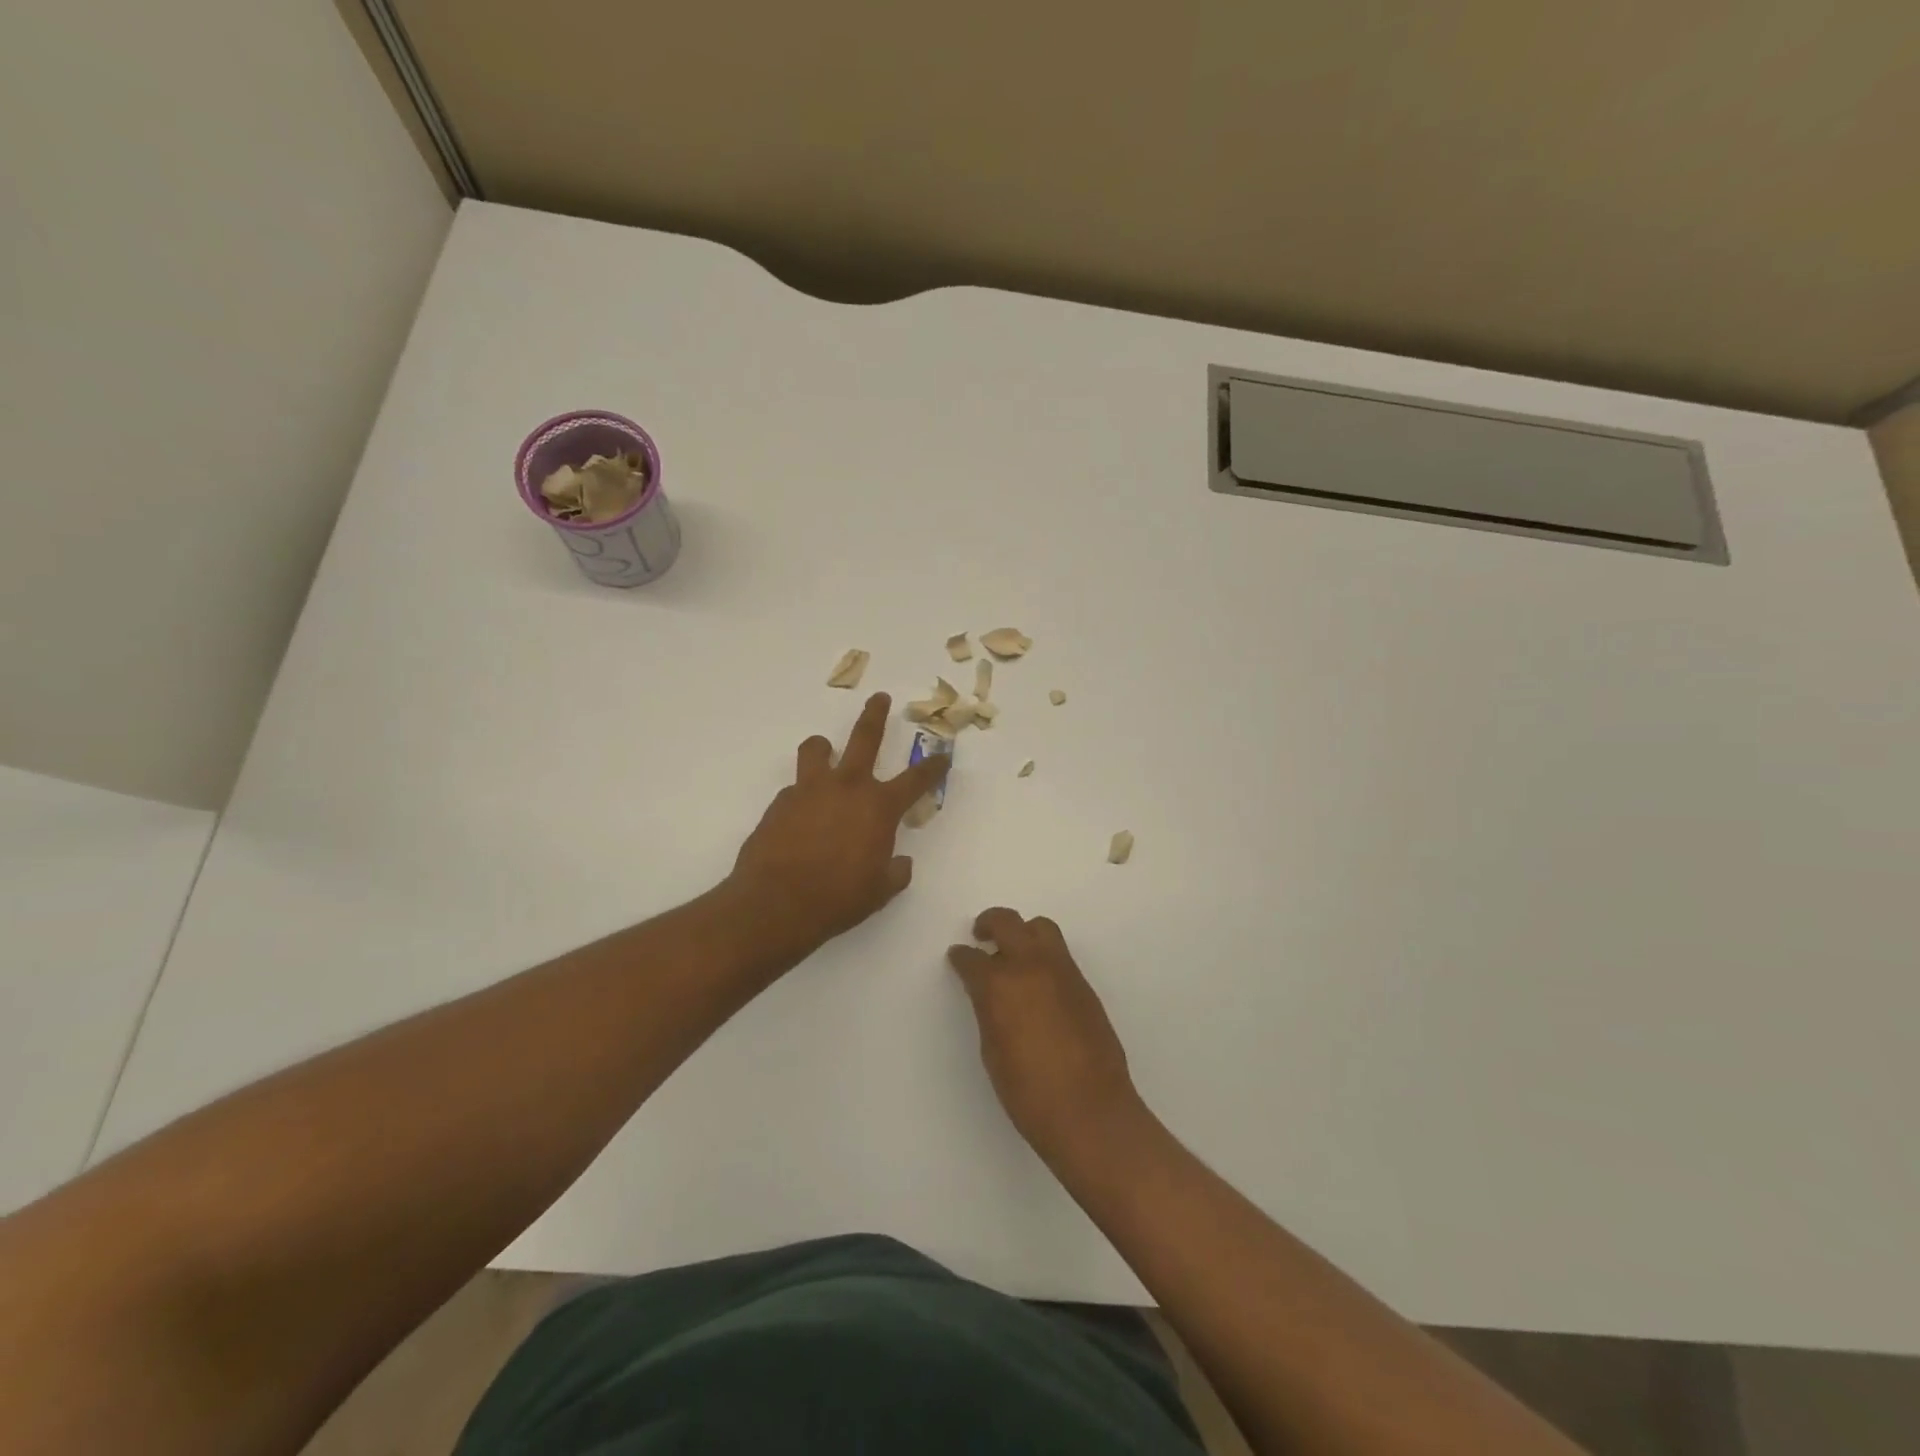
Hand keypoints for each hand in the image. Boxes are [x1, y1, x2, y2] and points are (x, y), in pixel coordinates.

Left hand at [729, 693, 948, 964]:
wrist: (776, 904)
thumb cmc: (838, 899)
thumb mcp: (879, 891)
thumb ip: (895, 872)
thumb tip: (901, 863)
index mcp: (879, 807)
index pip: (916, 779)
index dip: (933, 767)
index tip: (942, 755)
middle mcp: (847, 787)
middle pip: (865, 738)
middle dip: (875, 715)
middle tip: (880, 698)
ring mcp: (809, 790)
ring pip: (816, 750)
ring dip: (823, 747)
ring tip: (823, 751)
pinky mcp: (780, 802)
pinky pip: (795, 788)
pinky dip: (802, 794)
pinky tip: (800, 816)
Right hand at [948, 909, 1145, 1166]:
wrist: (1090, 1111)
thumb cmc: (1029, 1093)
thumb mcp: (993, 1050)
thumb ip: (989, 1011)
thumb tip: (990, 995)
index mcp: (999, 984)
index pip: (972, 958)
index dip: (961, 957)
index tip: (957, 957)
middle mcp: (1031, 965)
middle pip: (1007, 923)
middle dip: (989, 924)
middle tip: (981, 934)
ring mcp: (1062, 971)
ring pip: (1041, 929)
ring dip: (1022, 932)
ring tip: (1014, 951)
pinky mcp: (1084, 984)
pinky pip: (1060, 954)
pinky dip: (1043, 955)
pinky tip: (1038, 981)